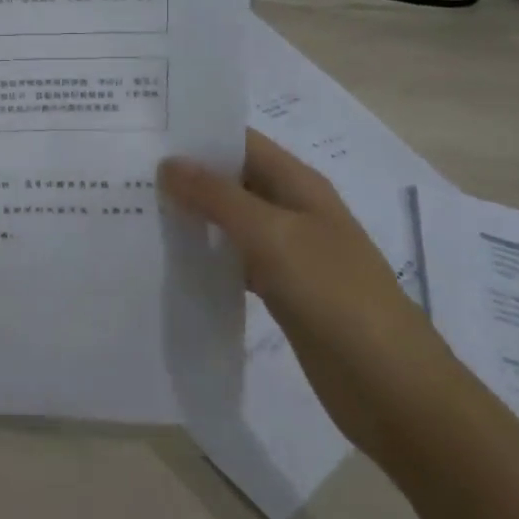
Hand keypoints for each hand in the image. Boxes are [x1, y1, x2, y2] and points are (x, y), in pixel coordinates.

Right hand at [158, 128, 445, 457]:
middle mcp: (292, 210)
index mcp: (298, 185)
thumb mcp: (273, 235)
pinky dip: (206, 255)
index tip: (145, 132)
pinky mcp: (281, 291)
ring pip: (230, 221)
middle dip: (186, 175)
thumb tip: (168, 163)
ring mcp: (288, 252)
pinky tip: (169, 259)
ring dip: (192, 215)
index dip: (197, 133)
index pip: (241, 142)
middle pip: (232, 180)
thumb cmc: (335, 295)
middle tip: (127, 172)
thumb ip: (218, 197)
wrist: (392, 387)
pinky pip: (235, 260)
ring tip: (137, 208)